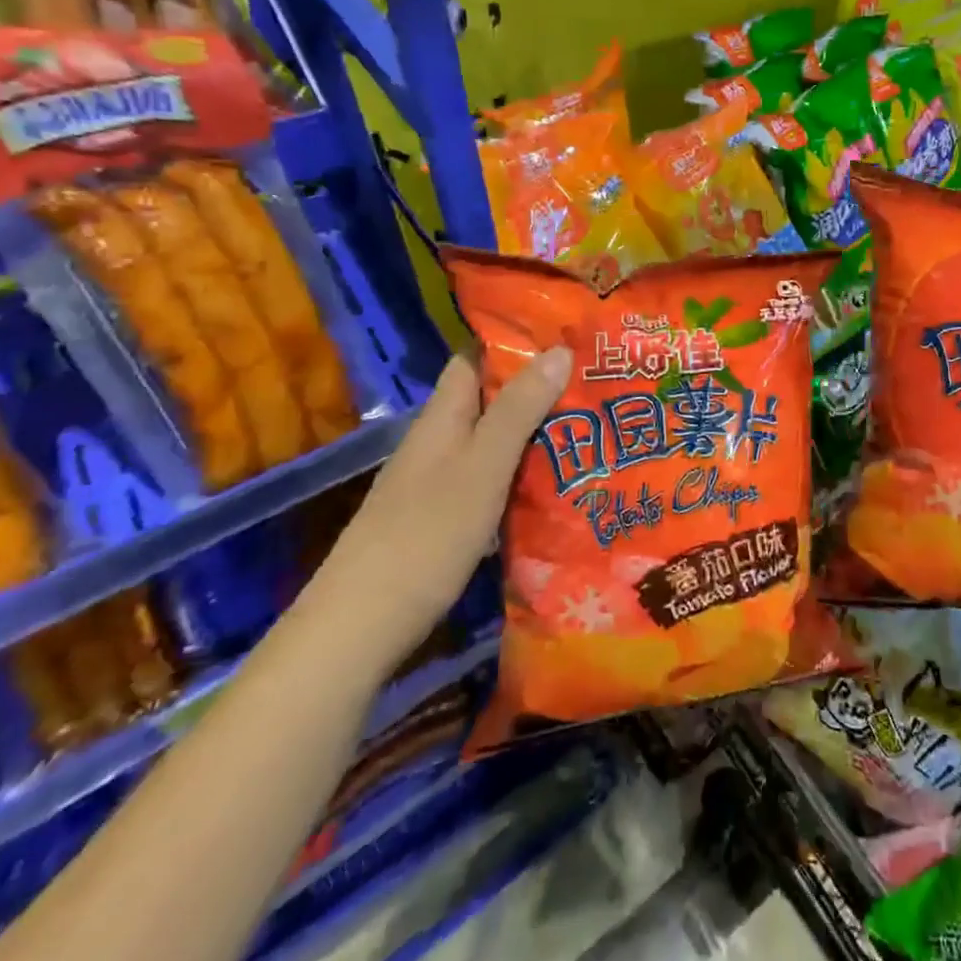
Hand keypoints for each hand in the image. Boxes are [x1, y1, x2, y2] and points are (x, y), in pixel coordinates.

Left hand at [295, 347, 571, 674]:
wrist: (363, 625)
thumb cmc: (426, 535)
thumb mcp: (482, 466)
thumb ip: (519, 410)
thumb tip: (558, 348)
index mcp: (443, 417)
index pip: (475, 359)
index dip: (515, 341)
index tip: (568, 335)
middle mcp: (440, 442)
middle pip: (491, 400)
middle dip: (540, 388)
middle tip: (598, 383)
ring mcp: (441, 483)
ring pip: (495, 442)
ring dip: (537, 432)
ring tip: (594, 426)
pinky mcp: (448, 520)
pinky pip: (494, 480)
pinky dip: (525, 473)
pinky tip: (561, 483)